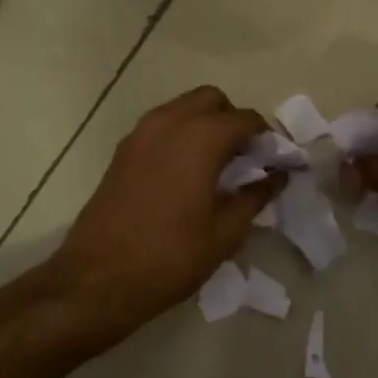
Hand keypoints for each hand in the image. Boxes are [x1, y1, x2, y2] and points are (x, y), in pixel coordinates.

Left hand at [45, 86, 283, 327]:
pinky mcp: (124, 149)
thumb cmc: (170, 256)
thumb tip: (278, 176)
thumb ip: (255, 196)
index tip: (276, 161)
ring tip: (216, 165)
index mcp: (201, 138)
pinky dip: (180, 134)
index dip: (266, 137)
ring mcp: (142, 133)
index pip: (246, 119)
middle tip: (245, 157)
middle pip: (212, 100)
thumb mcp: (225, 232)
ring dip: (205, 123)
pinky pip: (161, 125)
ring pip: (183, 107)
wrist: (98, 278)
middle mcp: (171, 122)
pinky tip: (186, 173)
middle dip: (233, 120)